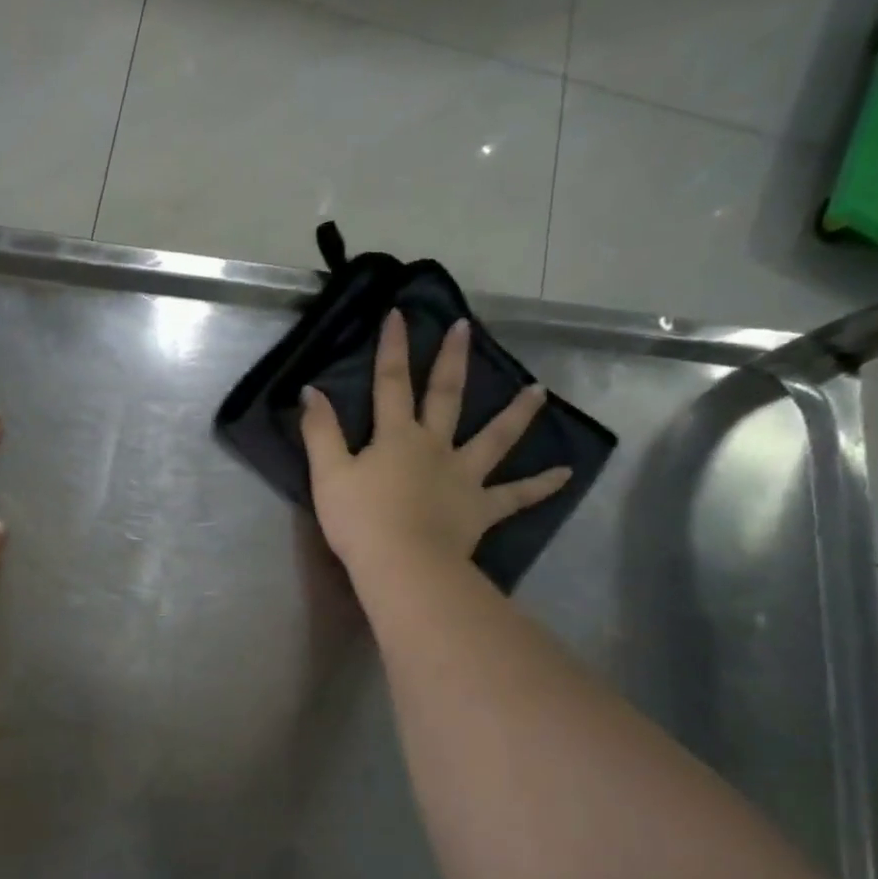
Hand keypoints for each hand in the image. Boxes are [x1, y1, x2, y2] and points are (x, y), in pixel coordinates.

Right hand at [301, 309, 570, 588]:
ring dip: (516, 413)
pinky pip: (515, 496)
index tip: (399, 313)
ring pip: (495, 438)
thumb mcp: (328, 474)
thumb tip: (312, 392)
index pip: (391, 384)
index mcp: (397, 438)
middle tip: (467, 328)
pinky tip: (566, 474)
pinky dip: (540, 485)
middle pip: (446, 397)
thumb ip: (320, 432)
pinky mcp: (480, 509)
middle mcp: (435, 447)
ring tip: (538, 390)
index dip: (393, 348)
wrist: (402, 564)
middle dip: (453, 360)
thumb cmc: (360, 520)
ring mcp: (464, 476)